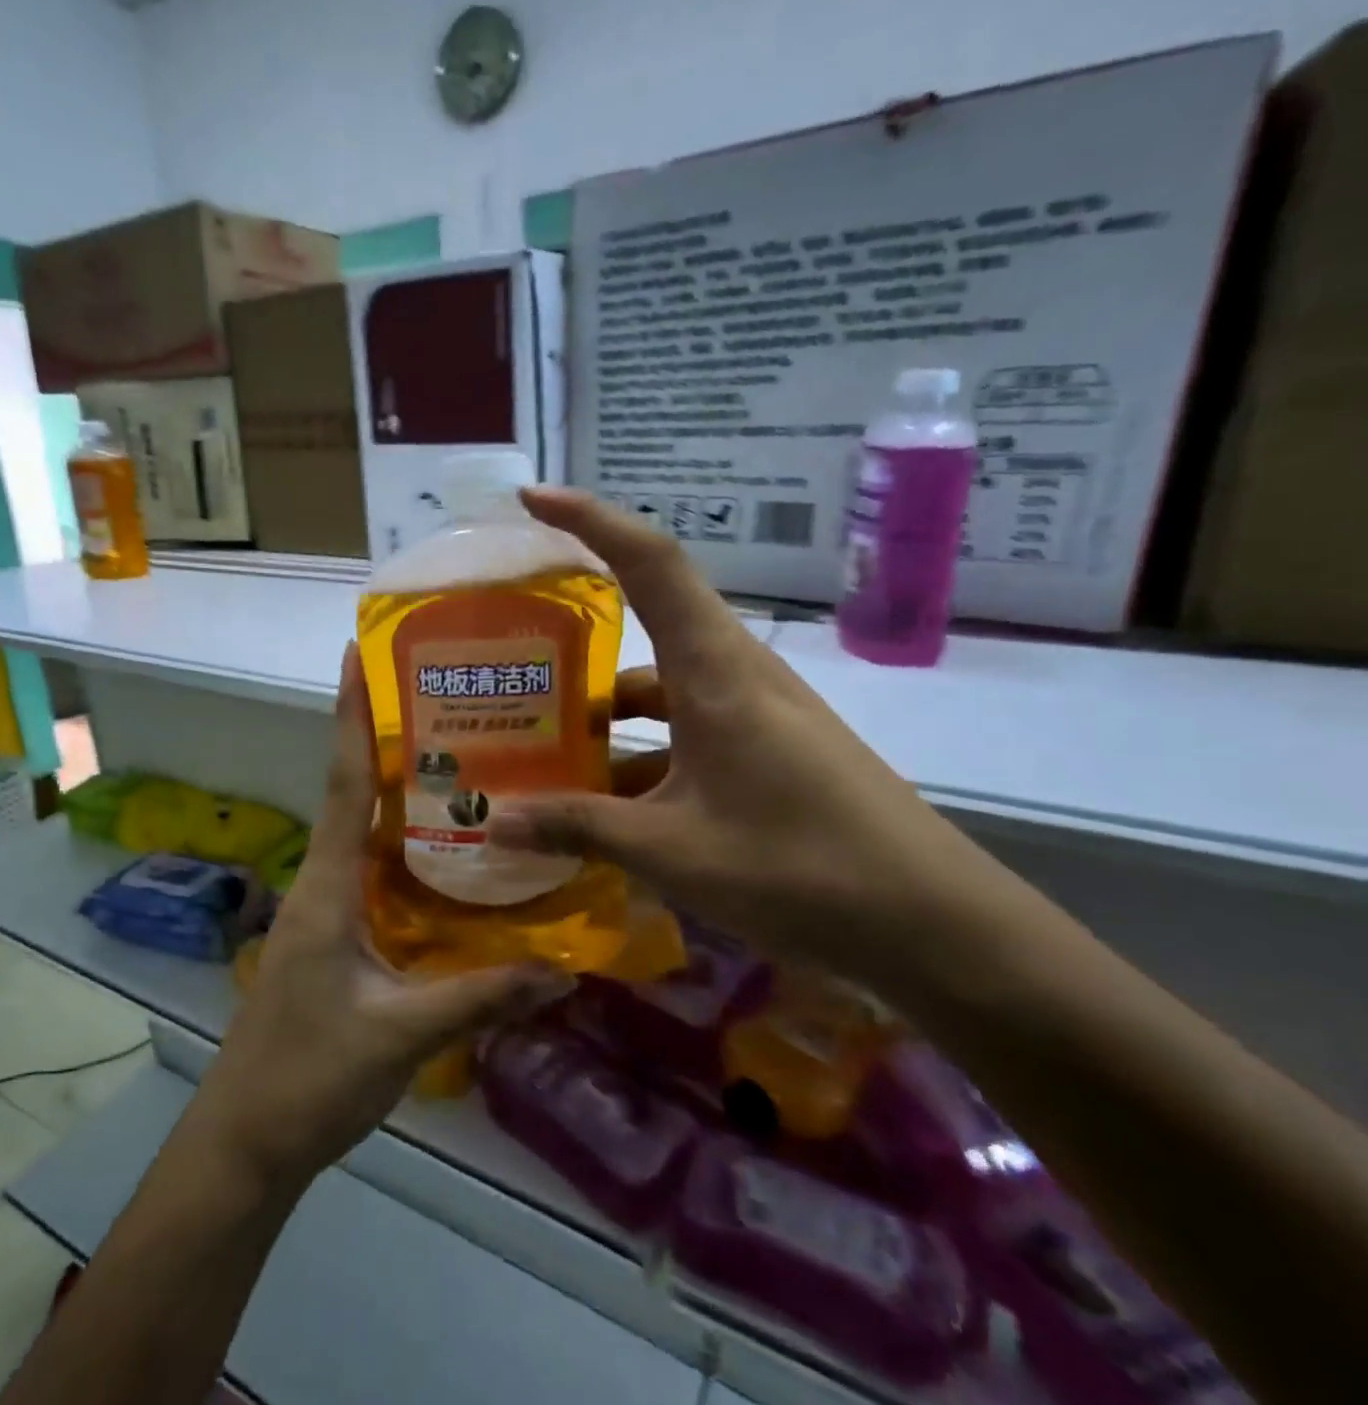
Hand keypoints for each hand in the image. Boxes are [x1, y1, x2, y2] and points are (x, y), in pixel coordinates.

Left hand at [191, 645, 571, 1188]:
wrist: (247, 1140)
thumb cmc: (310, 1075)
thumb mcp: (403, 1034)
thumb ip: (481, 997)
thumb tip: (563, 969)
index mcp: (328, 885)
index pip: (342, 781)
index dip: (349, 714)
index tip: (354, 653)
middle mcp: (322, 882)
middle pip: (353, 794)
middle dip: (384, 740)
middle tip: (442, 699)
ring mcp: (324, 911)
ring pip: (364, 834)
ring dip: (397, 795)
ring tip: (457, 761)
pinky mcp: (333, 938)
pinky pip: (372, 874)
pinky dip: (403, 850)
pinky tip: (446, 854)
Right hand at [486, 487, 1008, 989]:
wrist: (935, 928)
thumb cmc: (801, 869)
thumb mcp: (672, 850)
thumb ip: (579, 827)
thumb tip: (494, 824)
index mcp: (715, 670)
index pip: (649, 560)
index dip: (589, 518)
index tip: (531, 501)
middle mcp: (736, 675)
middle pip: (646, 625)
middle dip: (578, 637)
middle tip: (511, 661)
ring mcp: (756, 715)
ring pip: (663, 691)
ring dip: (607, 715)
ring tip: (544, 752)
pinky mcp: (769, 753)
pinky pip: (687, 733)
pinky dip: (642, 758)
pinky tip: (606, 808)